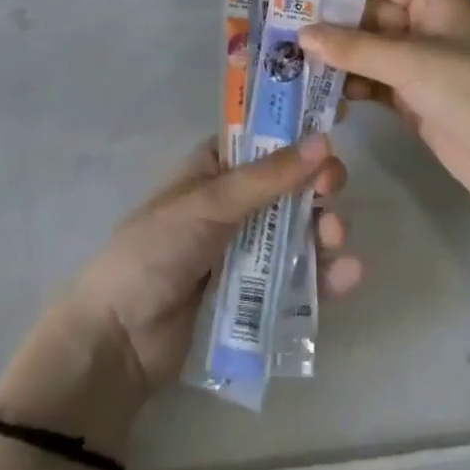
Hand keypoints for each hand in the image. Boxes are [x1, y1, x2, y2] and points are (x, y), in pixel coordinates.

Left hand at [60, 135, 360, 397]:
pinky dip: (325, 274)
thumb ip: (268, 177)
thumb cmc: (156, 251)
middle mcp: (235, 202)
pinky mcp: (257, 295)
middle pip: (290, 185)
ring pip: (298, 230)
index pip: (264, 138)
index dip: (299, 133)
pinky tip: (349, 274)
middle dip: (317, 185)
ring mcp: (247, 249)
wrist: (120, 341)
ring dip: (323, 228)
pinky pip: (299, 278)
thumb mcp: (210, 204)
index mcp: (216, 167)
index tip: (335, 128)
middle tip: (333, 191)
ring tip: (335, 237)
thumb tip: (323, 139)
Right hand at [302, 0, 469, 219]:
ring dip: (336, 56)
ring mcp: (419, 64)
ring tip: (292, 63)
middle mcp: (424, 25)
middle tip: (283, 30)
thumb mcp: (412, 63)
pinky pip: (372, 82)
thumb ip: (355, 48)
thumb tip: (303, 33)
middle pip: (369, 13)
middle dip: (331, 22)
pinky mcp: (413, 98)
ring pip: (367, 50)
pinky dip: (349, 86)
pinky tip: (320, 94)